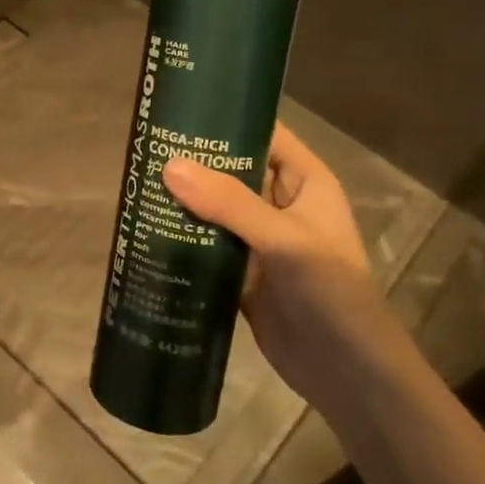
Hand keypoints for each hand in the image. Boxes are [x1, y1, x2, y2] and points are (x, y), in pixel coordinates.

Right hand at [163, 122, 395, 401]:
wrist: (348, 374)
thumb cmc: (331, 292)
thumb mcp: (284, 240)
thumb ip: (229, 203)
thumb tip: (169, 166)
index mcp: (304, 183)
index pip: (264, 135)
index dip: (227, 119)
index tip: (179, 109)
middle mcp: (281, 205)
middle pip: (232, 171)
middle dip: (194, 162)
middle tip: (144, 149)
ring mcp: (259, 241)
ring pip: (215, 210)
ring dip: (183, 202)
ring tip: (137, 185)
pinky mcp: (241, 274)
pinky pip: (207, 247)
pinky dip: (182, 240)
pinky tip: (147, 232)